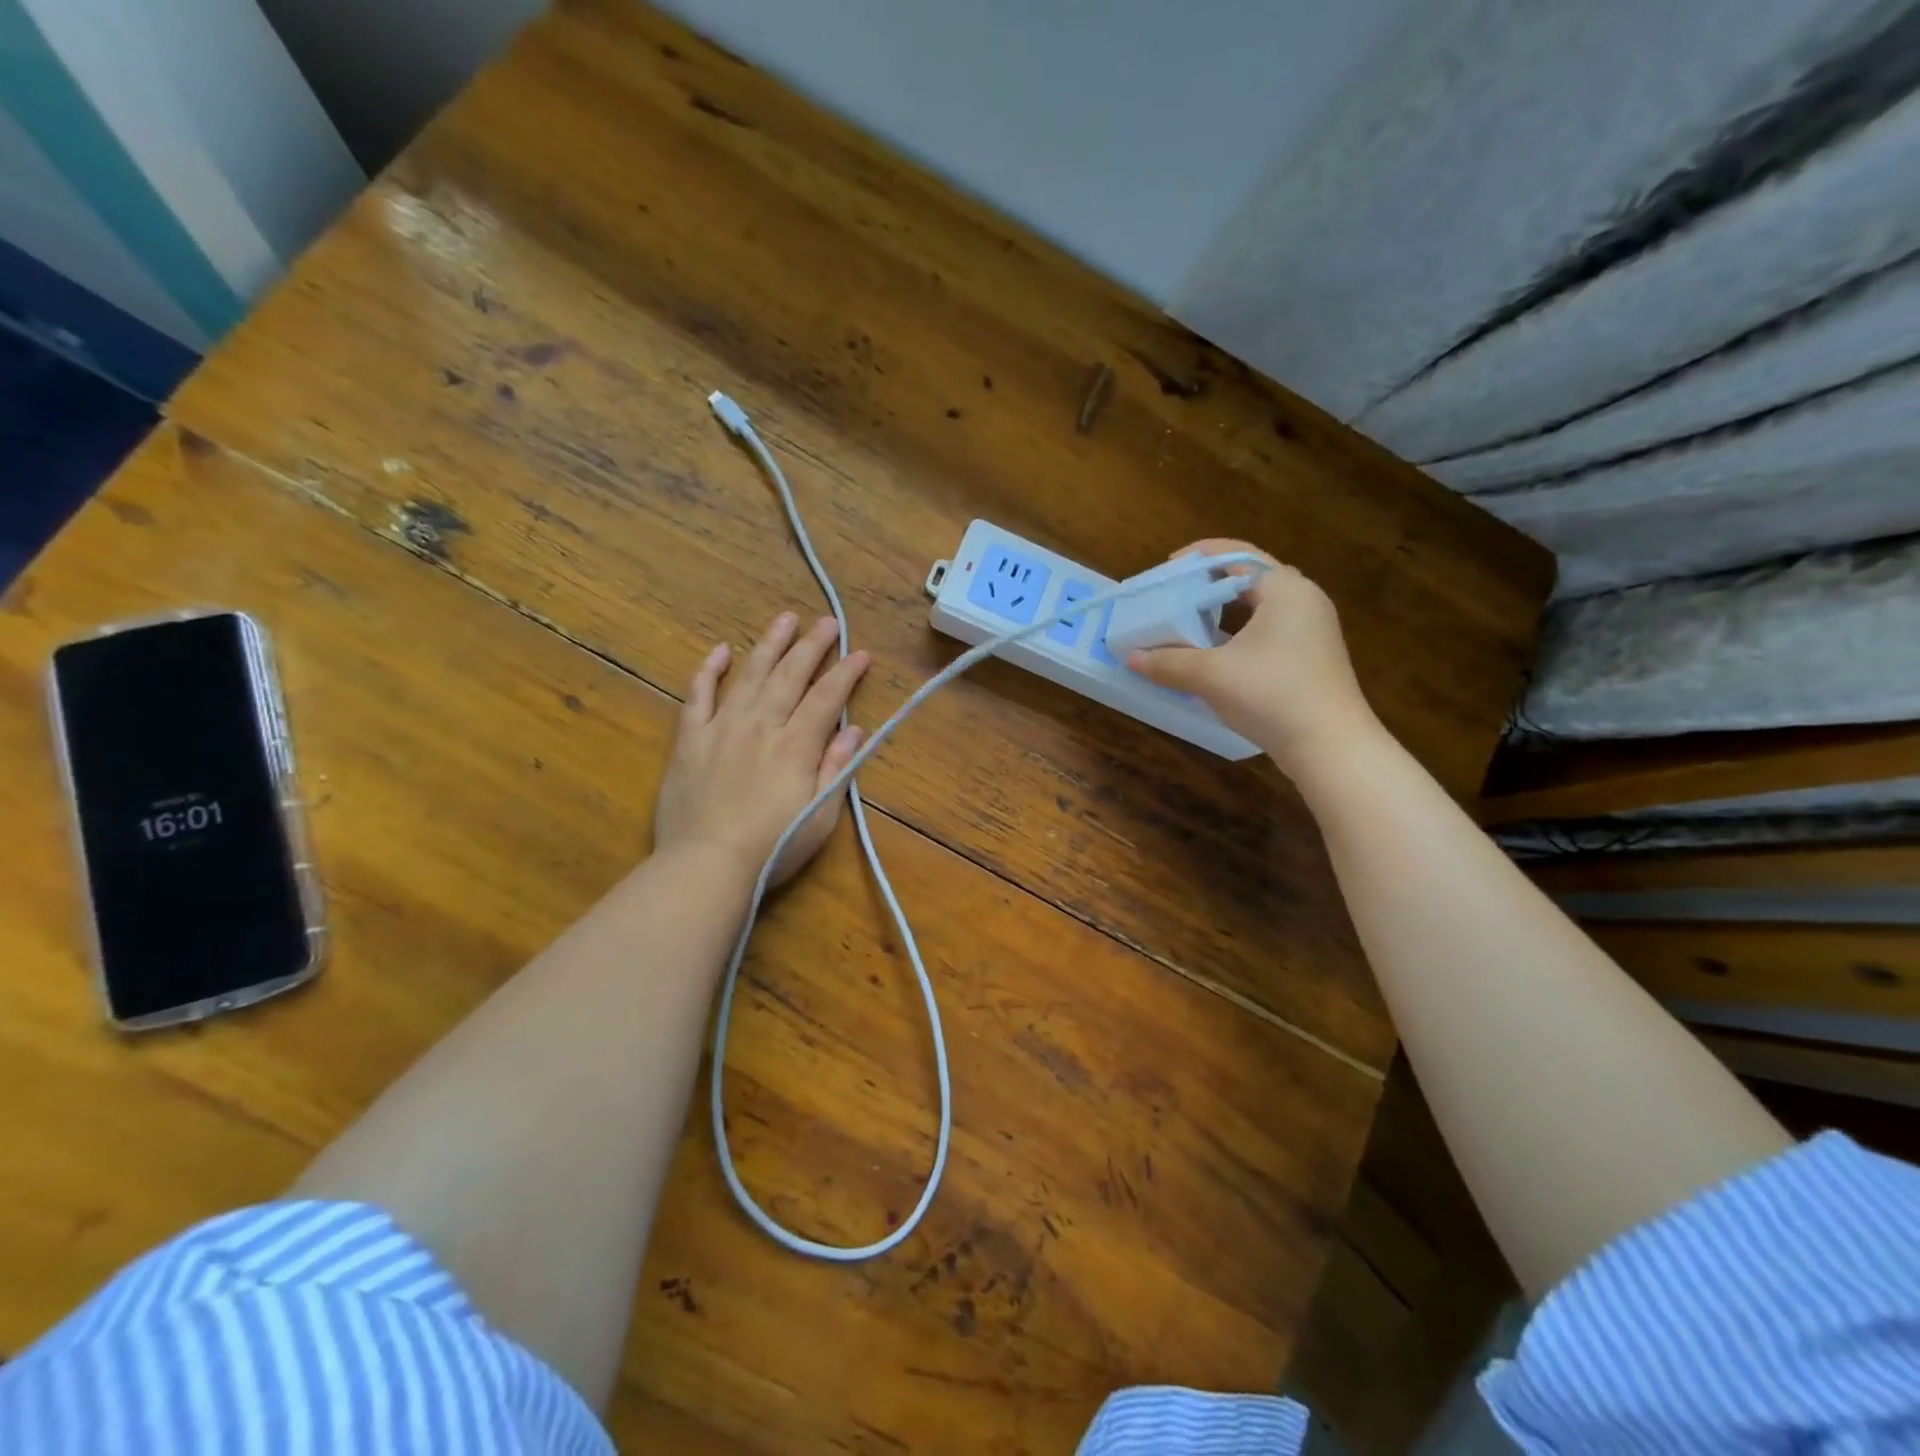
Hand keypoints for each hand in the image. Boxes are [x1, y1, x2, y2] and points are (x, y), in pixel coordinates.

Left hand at [654, 613, 868, 885]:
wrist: (706, 865)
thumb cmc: (772, 846)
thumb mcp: (820, 816)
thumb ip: (837, 769)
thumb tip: (855, 730)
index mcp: (796, 746)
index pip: (827, 699)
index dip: (846, 674)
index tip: (861, 653)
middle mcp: (761, 726)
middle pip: (791, 676)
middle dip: (812, 646)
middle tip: (828, 621)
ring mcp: (722, 728)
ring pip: (750, 675)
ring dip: (770, 645)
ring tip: (785, 619)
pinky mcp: (690, 740)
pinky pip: (698, 696)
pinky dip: (709, 671)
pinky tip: (721, 650)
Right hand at [1127, 540, 1377, 780]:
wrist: (1330, 747)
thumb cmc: (1271, 695)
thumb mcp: (1211, 676)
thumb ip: (1168, 662)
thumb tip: (1131, 658)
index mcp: (1284, 589)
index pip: (1238, 554)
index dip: (1199, 556)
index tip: (1168, 570)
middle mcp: (1304, 600)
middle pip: (1249, 578)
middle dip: (1209, 584)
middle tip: (1175, 597)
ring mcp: (1312, 630)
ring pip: (1259, 608)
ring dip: (1222, 612)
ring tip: (1188, 624)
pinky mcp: (1312, 657)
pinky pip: (1268, 631)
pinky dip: (1238, 634)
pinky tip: (1215, 655)